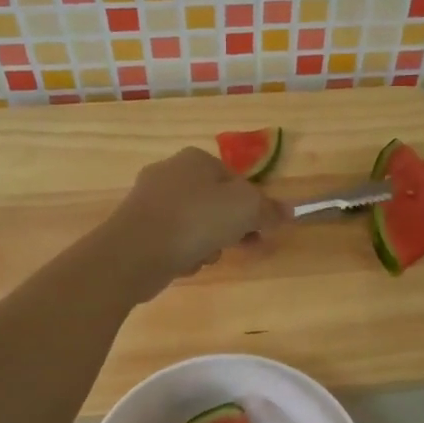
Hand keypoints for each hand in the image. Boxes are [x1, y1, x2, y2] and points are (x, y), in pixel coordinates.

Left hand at [104, 146, 288, 298]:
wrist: (135, 252)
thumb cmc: (196, 220)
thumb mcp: (246, 209)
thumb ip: (269, 210)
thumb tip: (288, 212)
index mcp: (196, 158)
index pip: (236, 181)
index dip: (253, 207)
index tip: (261, 232)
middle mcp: (170, 172)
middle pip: (216, 203)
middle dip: (230, 229)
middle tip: (238, 247)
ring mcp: (149, 200)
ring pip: (195, 224)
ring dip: (207, 244)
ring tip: (205, 257)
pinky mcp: (136, 227)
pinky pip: (173, 240)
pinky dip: (182, 253)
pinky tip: (182, 263)